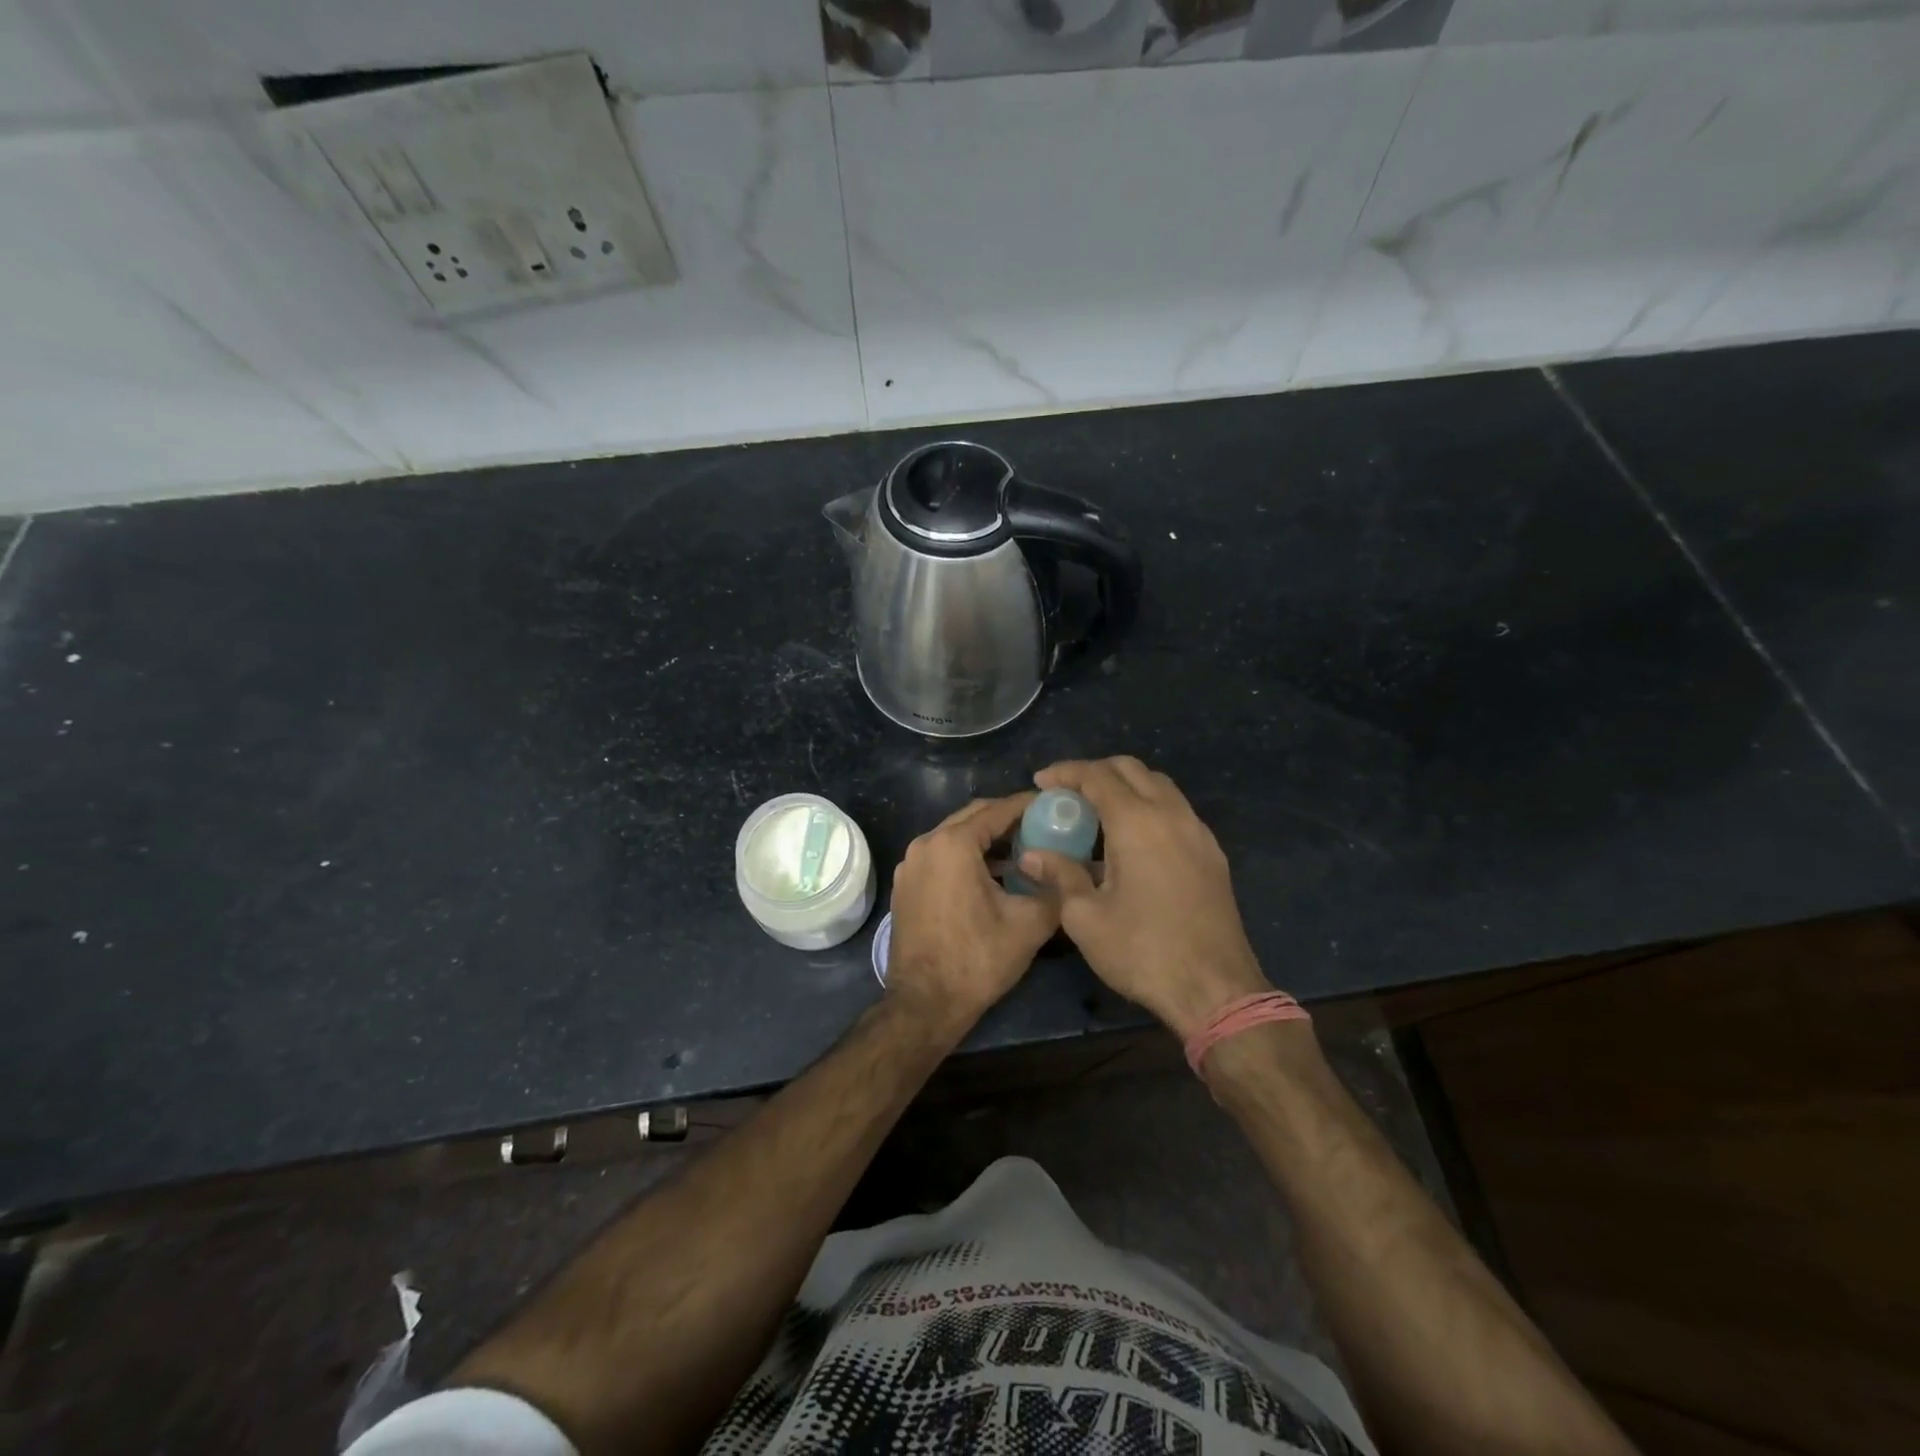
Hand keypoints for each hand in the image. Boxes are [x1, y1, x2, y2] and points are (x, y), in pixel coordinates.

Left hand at [886, 793, 1060, 1031]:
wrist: (924, 1005)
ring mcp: (910, 865)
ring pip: (954, 836)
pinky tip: (992, 874)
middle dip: (1007, 819)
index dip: (1029, 806)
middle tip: (1042, 826)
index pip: (998, 810)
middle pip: (973, 817)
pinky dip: (966, 856)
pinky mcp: (905, 885)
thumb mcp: (1029, 924)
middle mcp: (925, 844)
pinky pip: (940, 856)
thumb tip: (1076, 872)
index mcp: (953, 844)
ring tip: (1023, 850)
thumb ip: (1056, 889)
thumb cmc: (977, 960)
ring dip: (987, 839)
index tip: (1055, 805)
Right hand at [1018, 757, 1271, 1038]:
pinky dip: (1148, 806)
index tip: (1041, 782)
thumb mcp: (1085, 918)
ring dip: (1125, 786)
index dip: (1066, 772)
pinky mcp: (1212, 853)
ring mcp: (1198, 832)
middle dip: (1095, 771)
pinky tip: (1132, 839)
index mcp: (1137, 822)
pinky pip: (1176, 810)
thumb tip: (1032, 856)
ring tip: (1097, 813)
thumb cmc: (1142, 951)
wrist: (1215, 989)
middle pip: (1131, 769)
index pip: (1097, 775)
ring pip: (1159, 785)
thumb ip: (1059, 876)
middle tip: (1067, 793)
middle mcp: (1171, 814)